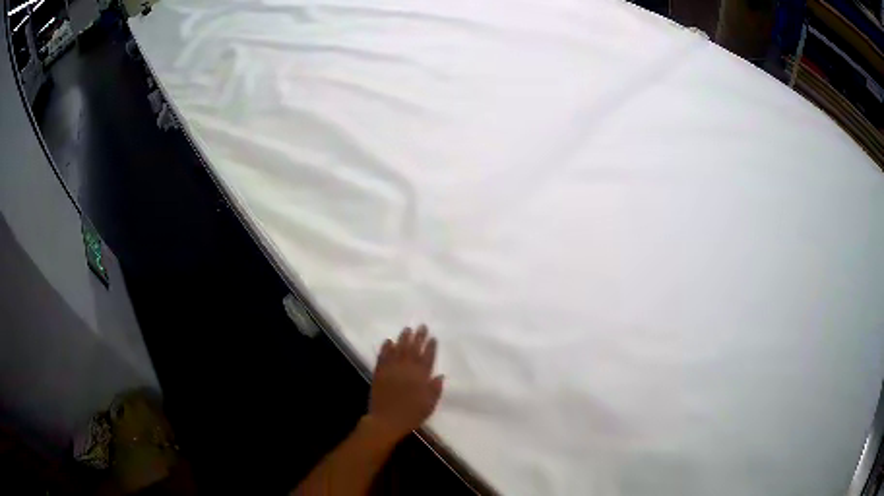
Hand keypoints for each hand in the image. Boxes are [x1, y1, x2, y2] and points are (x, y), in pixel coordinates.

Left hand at [367, 325, 443, 443]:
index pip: (427, 358)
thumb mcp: (429, 405)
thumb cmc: (411, 415)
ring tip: (407, 329)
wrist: (387, 420)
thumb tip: (440, 376)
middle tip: (421, 326)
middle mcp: (407, 370)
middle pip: (413, 350)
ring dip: (403, 338)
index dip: (430, 347)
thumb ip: (435, 389)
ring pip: (398, 350)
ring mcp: (392, 370)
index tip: (433, 337)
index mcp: (421, 377)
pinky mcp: (380, 373)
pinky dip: (386, 348)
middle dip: (418, 337)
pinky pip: (383, 357)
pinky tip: (388, 341)